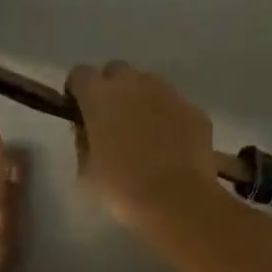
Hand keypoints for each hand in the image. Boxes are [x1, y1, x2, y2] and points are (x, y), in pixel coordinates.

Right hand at [66, 61, 219, 227]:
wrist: (176, 200)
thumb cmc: (121, 188)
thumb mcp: (86, 171)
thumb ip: (83, 141)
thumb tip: (88, 130)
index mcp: (100, 96)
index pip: (80, 74)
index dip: (77, 91)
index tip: (79, 110)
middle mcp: (134, 84)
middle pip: (116, 71)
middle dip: (110, 88)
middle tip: (111, 118)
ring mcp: (168, 93)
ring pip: (148, 84)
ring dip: (141, 99)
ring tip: (143, 131)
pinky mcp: (193, 109)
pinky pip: (174, 106)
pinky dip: (168, 118)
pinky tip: (169, 145)